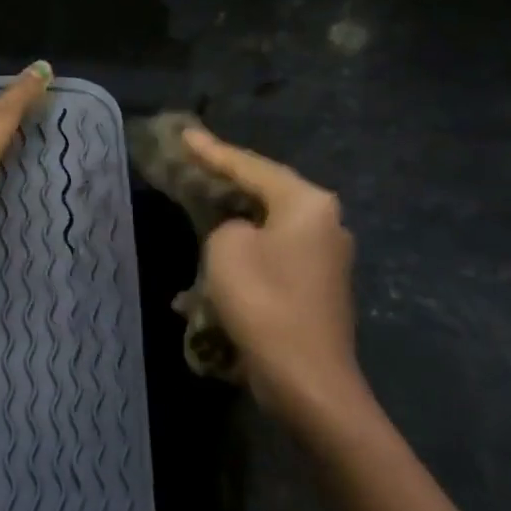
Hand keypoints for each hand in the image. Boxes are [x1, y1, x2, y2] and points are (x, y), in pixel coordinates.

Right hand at [183, 129, 373, 427]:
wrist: (307, 378)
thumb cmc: (264, 301)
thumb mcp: (226, 248)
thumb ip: (226, 224)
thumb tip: (240, 233)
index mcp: (307, 204)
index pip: (250, 166)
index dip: (213, 150)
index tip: (185, 133)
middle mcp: (325, 224)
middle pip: (265, 192)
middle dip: (226, 182)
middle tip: (193, 164)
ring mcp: (324, 258)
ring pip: (266, 227)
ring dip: (230, 226)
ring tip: (198, 211)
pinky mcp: (315, 288)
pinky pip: (271, 257)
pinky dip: (242, 258)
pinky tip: (212, 274)